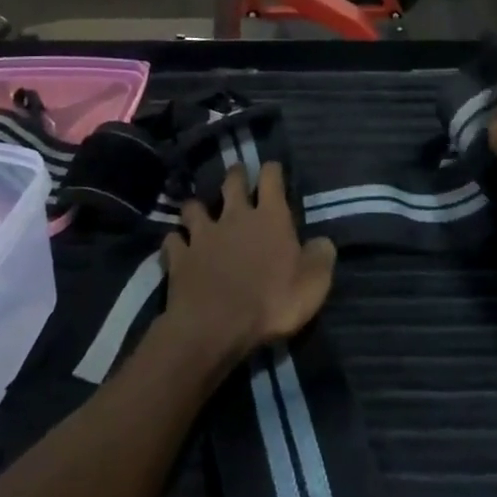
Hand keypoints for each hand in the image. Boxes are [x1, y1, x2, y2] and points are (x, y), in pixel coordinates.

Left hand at [161, 162, 335, 366]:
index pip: (271, 178)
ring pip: (194, 207)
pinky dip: (175, 242)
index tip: (273, 169)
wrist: (216, 326)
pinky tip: (177, 248)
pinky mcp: (179, 256)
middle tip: (237, 177)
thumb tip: (323, 242)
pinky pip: (173, 241)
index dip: (272, 170)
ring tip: (199, 212)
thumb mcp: (313, 284)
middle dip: (235, 176)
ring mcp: (203, 234)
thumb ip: (320, 258)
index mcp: (270, 218)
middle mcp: (235, 216)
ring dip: (197, 208)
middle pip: (231, 182)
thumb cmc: (271, 302)